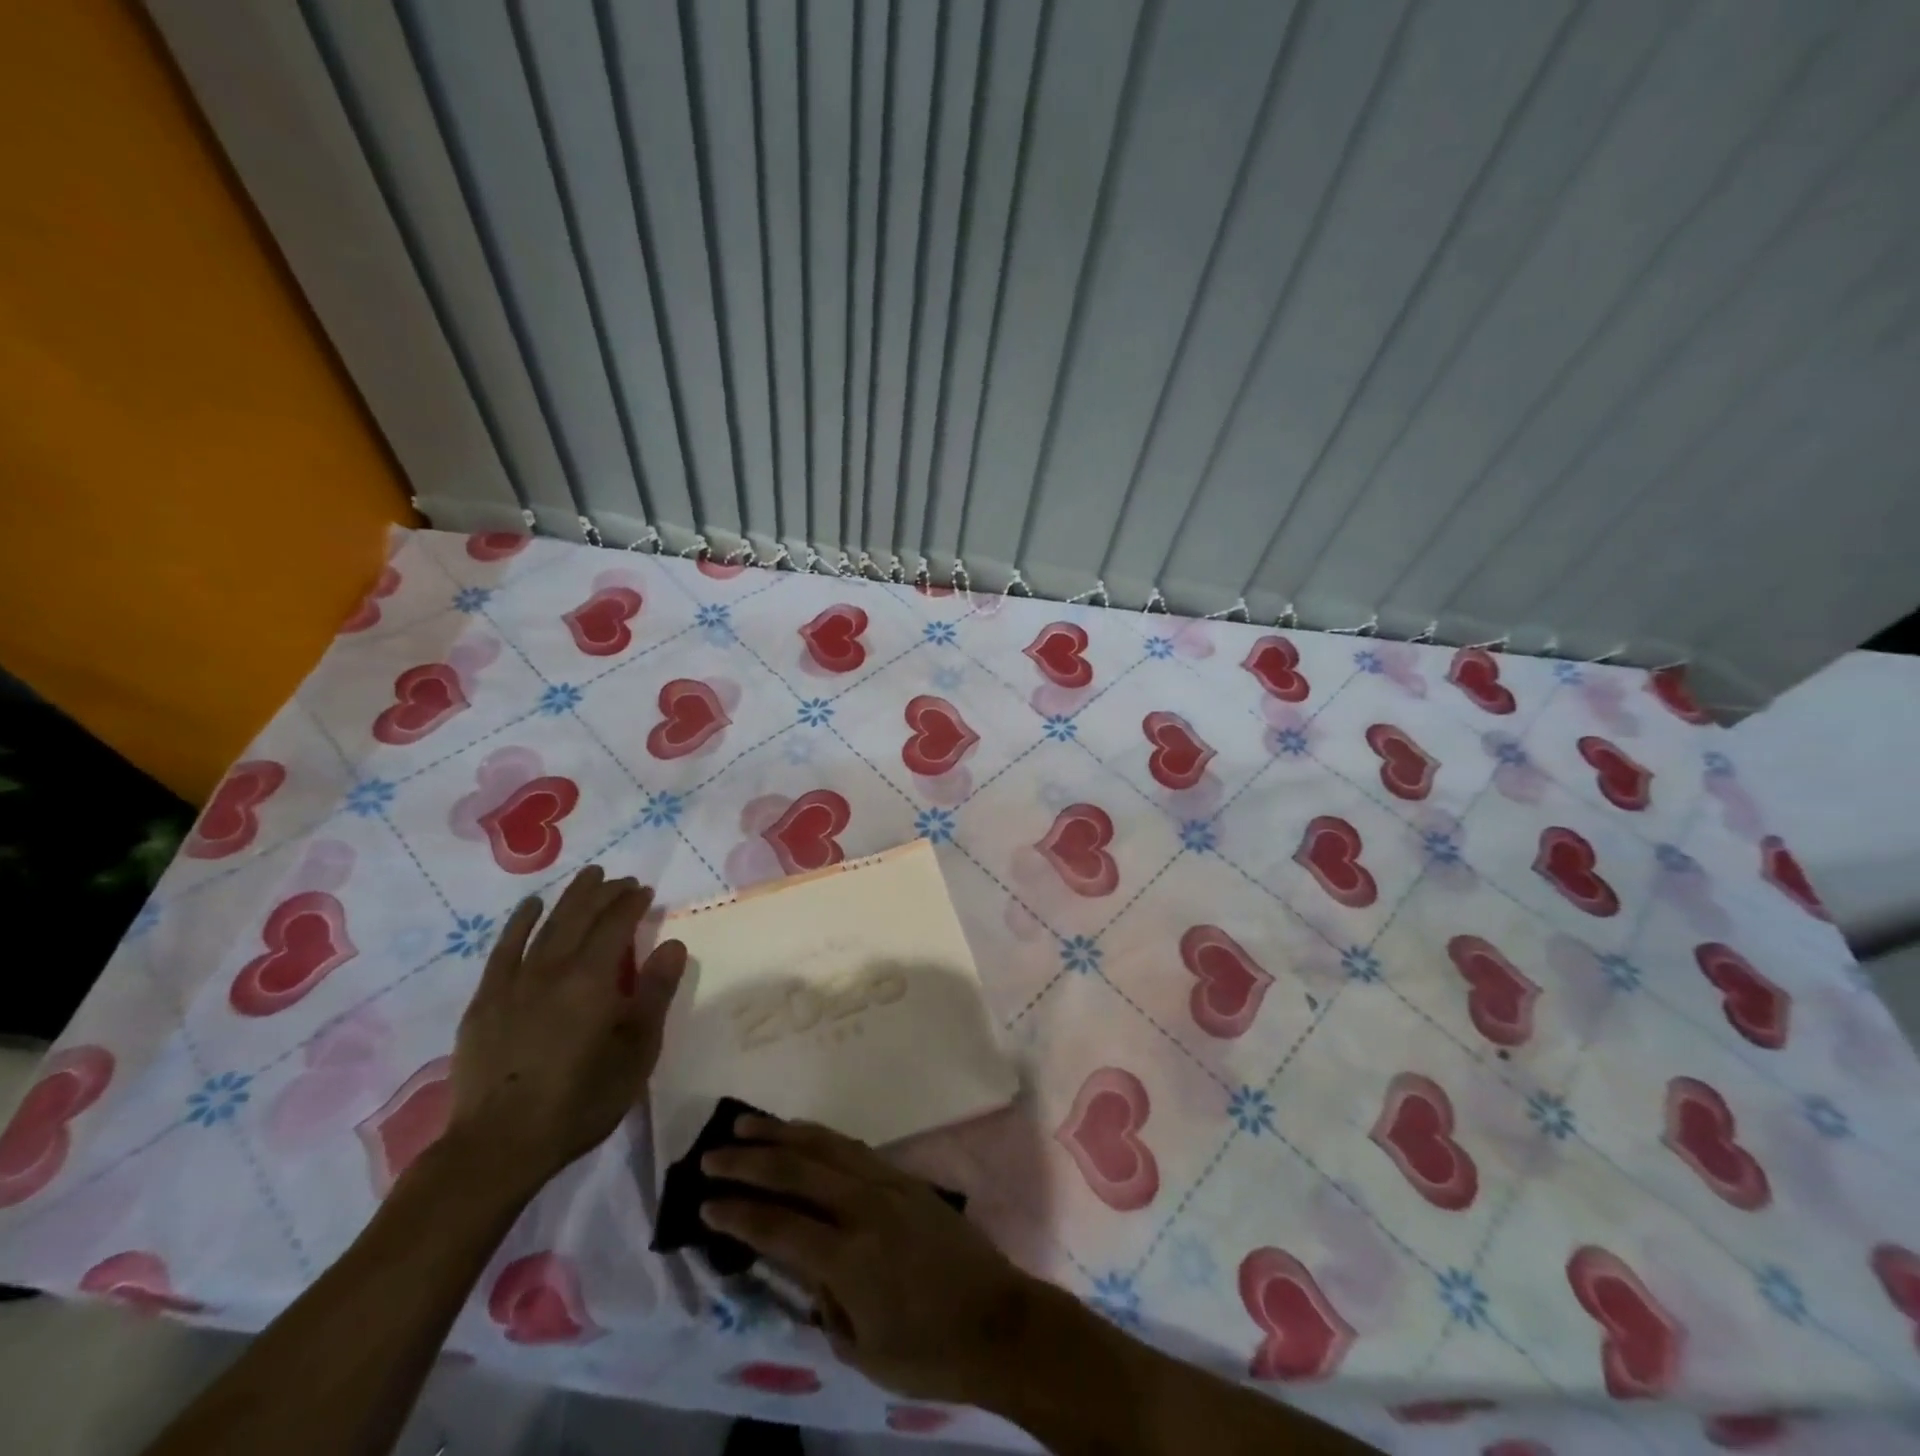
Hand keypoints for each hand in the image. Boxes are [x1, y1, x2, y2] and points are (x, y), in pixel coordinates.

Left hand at [446, 865, 686, 1202]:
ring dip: (570, 898)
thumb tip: (672, 944)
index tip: (645, 891)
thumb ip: (655, 993)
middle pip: (581, 916)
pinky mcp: (485, 1001)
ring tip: (587, 877)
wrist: (499, 1145)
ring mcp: (513, 982)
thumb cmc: (581, 1100)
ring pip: (546, 925)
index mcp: (593, 979)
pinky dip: (519, 922)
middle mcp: (552, 968)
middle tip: (620, 879)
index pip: (616, 924)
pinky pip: (504, 949)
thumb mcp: (637, 1051)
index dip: (632, 903)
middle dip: (604, 893)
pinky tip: (531, 907)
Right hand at [701, 1115, 1038, 1404]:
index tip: (703, 1203)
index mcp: (850, 1256)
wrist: (997, 1319)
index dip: (738, 1213)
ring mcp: (888, 1183)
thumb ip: (823, 1299)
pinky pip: (853, 1148)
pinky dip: (820, 1137)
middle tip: (711, 1155)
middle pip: (797, 1170)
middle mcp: (865, 1206)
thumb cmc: (927, 1351)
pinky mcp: (905, 1176)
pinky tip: (802, 1135)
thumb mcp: (861, 1347)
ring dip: (783, 1133)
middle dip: (750, 1161)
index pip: (779, 1226)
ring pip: (826, 1145)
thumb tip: (801, 1264)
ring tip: (747, 1125)